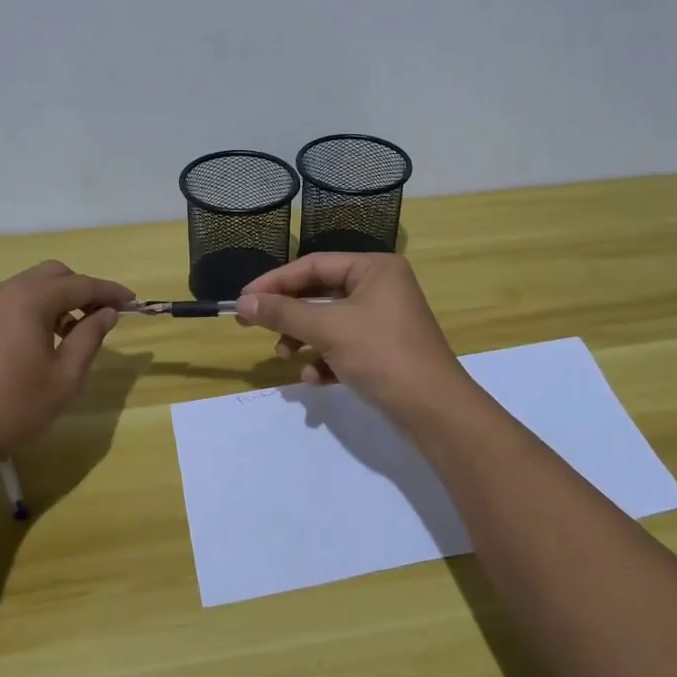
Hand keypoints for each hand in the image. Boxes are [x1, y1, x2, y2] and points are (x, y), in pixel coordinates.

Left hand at [0, 260, 132, 472]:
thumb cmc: (12, 409)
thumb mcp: (64, 378)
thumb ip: (90, 338)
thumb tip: (107, 312)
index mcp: (29, 300)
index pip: (80, 284)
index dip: (109, 291)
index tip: (132, 302)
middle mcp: (3, 292)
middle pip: (53, 274)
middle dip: (81, 289)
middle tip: (100, 317)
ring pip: (28, 286)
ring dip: (55, 299)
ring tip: (69, 333)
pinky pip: (8, 302)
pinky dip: (31, 309)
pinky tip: (36, 342)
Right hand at [235, 253, 473, 423]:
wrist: (434, 411)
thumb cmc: (382, 354)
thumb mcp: (328, 329)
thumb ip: (283, 313)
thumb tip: (242, 303)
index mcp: (375, 269)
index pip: (314, 266)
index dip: (275, 282)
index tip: (242, 300)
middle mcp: (381, 288)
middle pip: (320, 294)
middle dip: (288, 315)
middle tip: (251, 327)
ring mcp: (384, 321)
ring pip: (329, 323)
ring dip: (303, 340)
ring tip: (285, 357)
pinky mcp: (384, 352)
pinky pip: (344, 348)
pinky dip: (325, 361)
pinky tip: (315, 379)